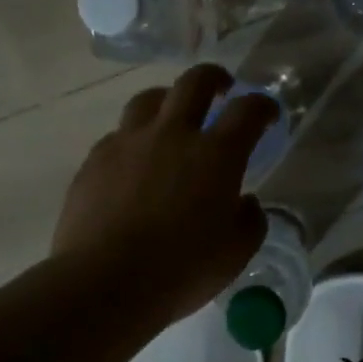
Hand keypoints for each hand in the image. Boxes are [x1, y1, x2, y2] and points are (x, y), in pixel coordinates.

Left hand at [52, 65, 276, 321]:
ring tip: (171, 118)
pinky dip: (134, 140)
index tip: (268, 113)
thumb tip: (243, 201)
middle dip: (214, 78)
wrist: (105, 282)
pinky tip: (134, 164)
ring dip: (167, 101)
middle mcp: (173, 134)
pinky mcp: (95, 160)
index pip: (247, 111)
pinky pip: (118, 136)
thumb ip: (249, 219)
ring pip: (148, 100)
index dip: (262, 106)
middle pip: (195, 82)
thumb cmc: (182, 269)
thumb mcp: (237, 252)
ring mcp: (128, 143)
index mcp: (216, 154)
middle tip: (221, 89)